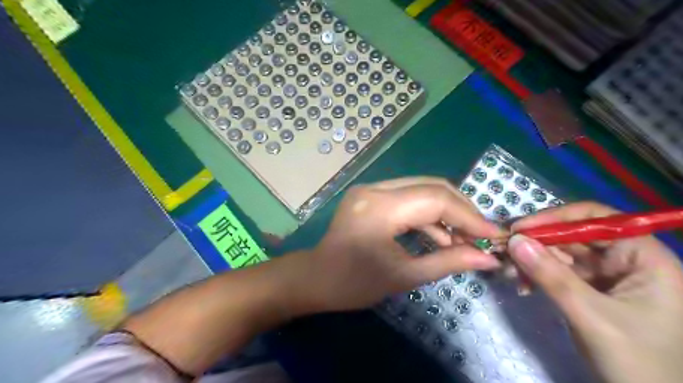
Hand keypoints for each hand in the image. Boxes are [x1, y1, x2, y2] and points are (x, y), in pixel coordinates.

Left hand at [300, 176, 506, 311]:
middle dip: (461, 209)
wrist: (316, 278)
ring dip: (445, 212)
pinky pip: (408, 197)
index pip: (436, 199)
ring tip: (464, 239)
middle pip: (431, 186)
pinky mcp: (370, 194)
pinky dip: (427, 214)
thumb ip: (447, 262)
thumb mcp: (403, 276)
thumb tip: (487, 258)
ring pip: (421, 189)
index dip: (469, 216)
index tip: (494, 234)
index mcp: (379, 208)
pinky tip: (440, 236)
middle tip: (481, 234)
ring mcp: (370, 188)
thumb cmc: (353, 284)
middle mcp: (375, 188)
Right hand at [507, 202, 682, 382]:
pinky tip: (522, 285)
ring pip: (561, 253)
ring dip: (533, 260)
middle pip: (574, 235)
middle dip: (538, 243)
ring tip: (509, 271)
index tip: (520, 228)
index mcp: (643, 257)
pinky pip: (558, 271)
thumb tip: (514, 241)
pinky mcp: (590, 289)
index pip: (596, 219)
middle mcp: (625, 259)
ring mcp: (606, 275)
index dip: (556, 218)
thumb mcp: (591, 315)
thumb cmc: (637, 361)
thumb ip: (552, 276)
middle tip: (505, 250)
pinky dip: (537, 275)